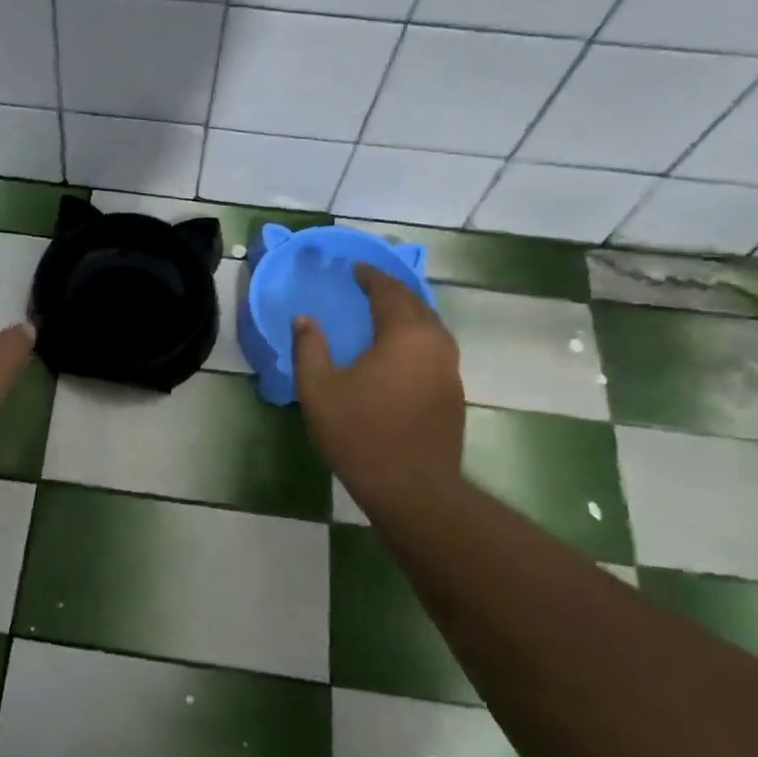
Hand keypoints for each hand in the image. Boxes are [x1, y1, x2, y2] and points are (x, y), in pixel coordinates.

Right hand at [293, 263, 464, 502]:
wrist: (412, 488)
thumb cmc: (360, 434)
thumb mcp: (318, 390)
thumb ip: (309, 348)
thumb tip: (304, 319)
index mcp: (404, 334)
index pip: (389, 291)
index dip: (371, 276)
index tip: (355, 268)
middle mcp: (435, 343)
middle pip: (416, 304)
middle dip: (392, 291)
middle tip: (369, 286)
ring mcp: (450, 369)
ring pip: (431, 327)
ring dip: (408, 314)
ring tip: (385, 314)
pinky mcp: (453, 393)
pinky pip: (435, 349)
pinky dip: (417, 338)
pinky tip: (400, 352)